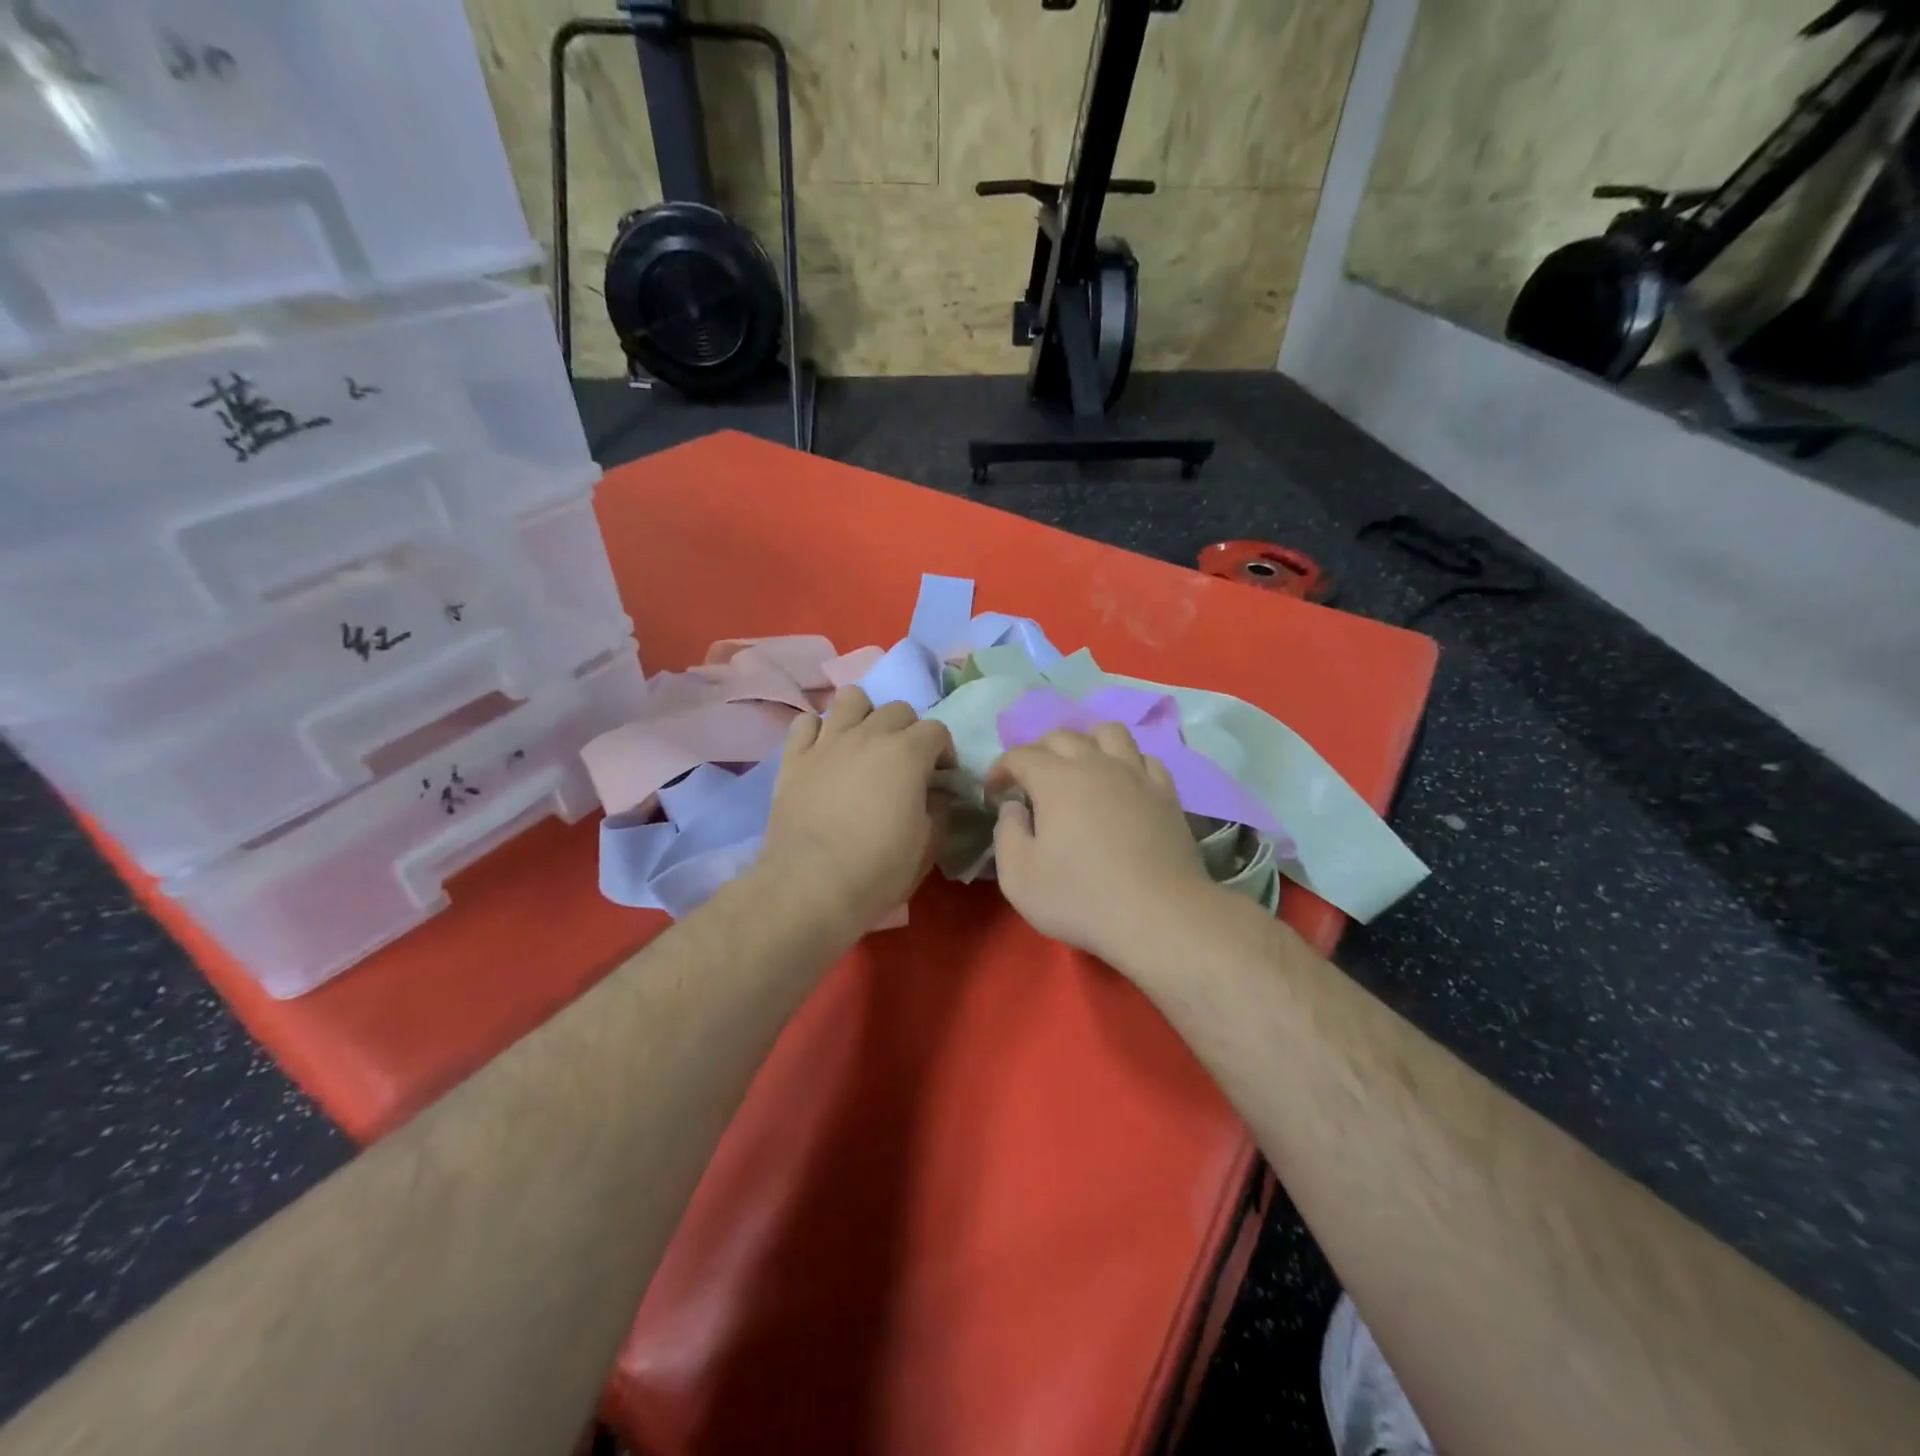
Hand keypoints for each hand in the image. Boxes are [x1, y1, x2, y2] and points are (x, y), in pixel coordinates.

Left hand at [757, 687, 954, 931]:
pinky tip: (824, 752)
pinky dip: (818, 731)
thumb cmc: (878, 869)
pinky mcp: (793, 757)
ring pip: (850, 698)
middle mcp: (868, 735)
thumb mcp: (927, 845)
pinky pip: (806, 722)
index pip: (937, 730)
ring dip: (864, 715)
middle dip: (908, 730)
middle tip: (904, 763)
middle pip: (897, 709)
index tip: (940, 777)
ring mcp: (827, 742)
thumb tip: (935, 794)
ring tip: (863, 744)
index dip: (943, 751)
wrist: (811, 886)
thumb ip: (938, 809)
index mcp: (907, 753)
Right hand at [987, 724, 1220, 970]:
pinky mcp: (1165, 793)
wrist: (1160, 917)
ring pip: (1109, 732)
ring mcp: (1136, 775)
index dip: (1001, 769)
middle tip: (1031, 783)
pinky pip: (1144, 758)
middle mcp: (1096, 764)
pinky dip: (1126, 762)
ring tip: (1079, 768)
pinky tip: (1121, 784)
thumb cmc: (1081, 899)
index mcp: (1056, 780)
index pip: (1020, 755)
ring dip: (1086, 742)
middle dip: (1038, 752)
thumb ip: (1006, 833)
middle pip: (1062, 736)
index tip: (994, 793)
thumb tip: (1014, 807)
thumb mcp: (1018, 877)